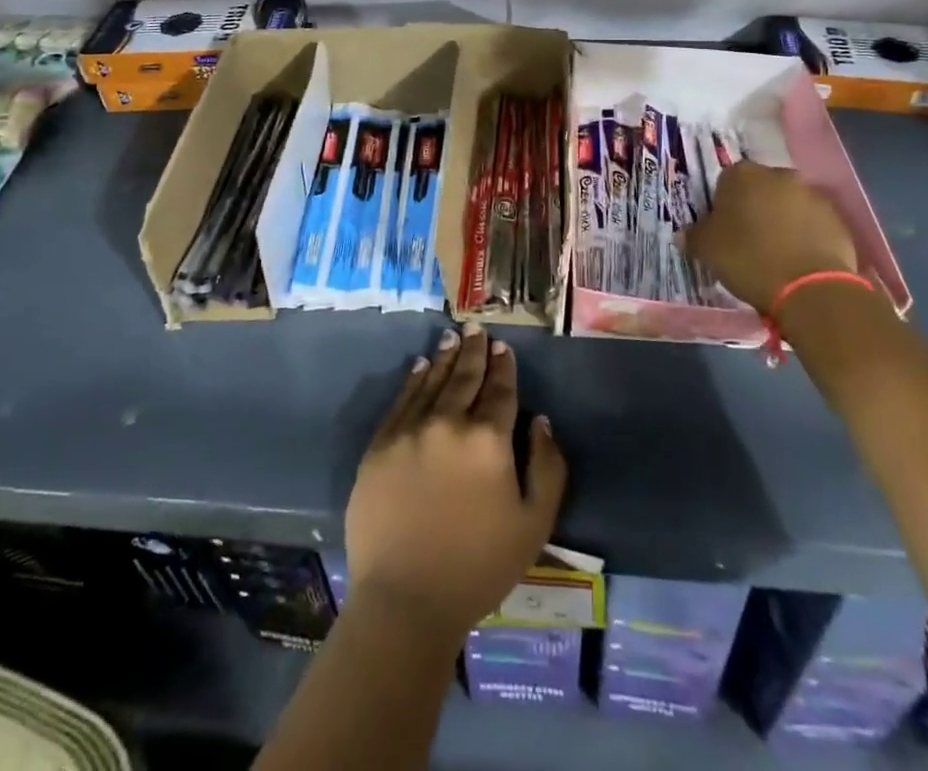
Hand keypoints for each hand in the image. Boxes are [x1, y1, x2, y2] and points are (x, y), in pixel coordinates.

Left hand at [346, 323, 567, 640]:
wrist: (406, 600)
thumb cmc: (478, 566)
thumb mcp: (534, 524)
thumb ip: (547, 467)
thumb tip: (540, 421)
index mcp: (488, 440)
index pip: (500, 390)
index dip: (503, 366)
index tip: (503, 347)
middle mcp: (448, 422)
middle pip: (465, 377)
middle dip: (474, 350)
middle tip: (476, 328)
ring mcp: (410, 431)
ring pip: (432, 381)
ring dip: (444, 357)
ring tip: (451, 337)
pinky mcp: (380, 445)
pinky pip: (401, 401)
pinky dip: (413, 379)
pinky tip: (419, 366)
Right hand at [683, 162, 858, 315]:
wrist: (811, 288)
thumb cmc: (749, 259)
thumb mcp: (706, 250)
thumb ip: (694, 235)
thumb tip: (687, 233)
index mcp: (742, 174)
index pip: (725, 182)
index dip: (722, 206)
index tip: (722, 230)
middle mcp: (779, 175)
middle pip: (760, 189)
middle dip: (754, 209)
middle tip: (747, 241)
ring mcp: (812, 195)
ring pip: (788, 205)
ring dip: (781, 221)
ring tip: (776, 254)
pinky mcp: (836, 218)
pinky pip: (812, 223)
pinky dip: (804, 236)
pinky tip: (798, 261)